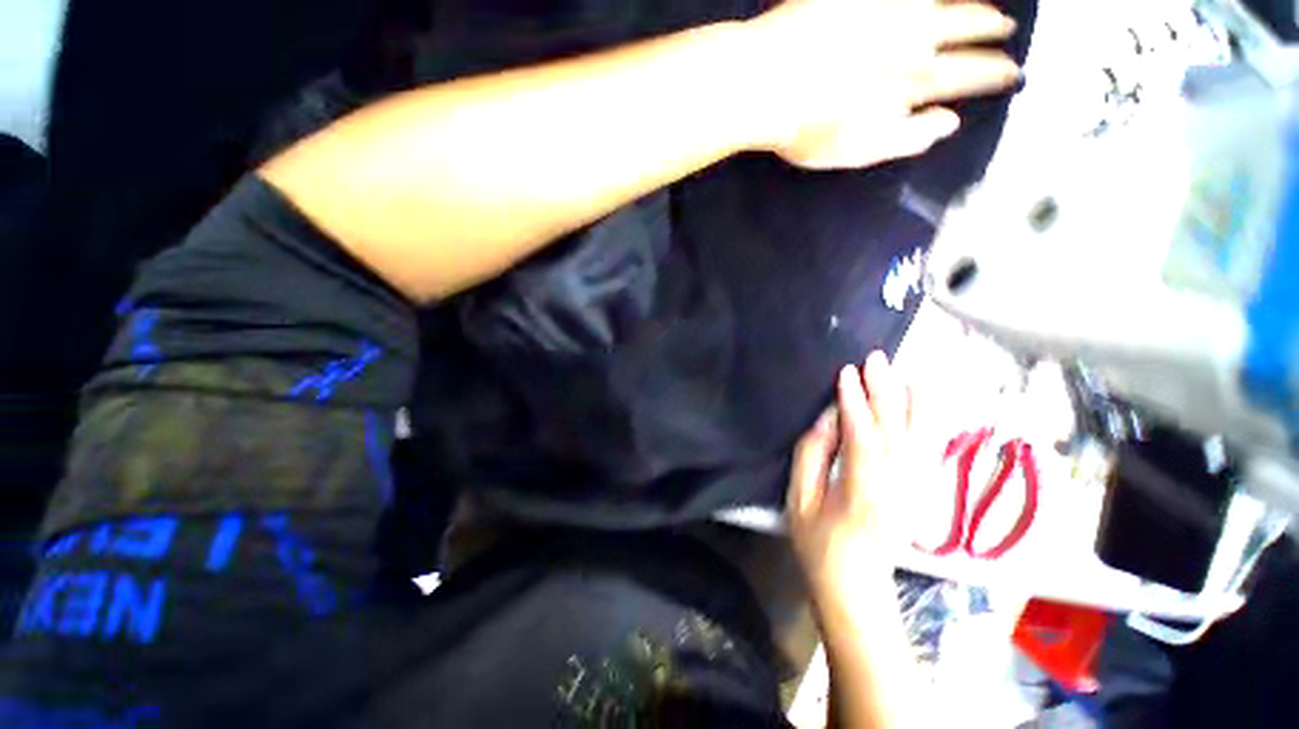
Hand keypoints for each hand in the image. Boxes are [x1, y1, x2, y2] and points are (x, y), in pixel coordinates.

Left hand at [747, 0, 1021, 168]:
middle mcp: (912, 37)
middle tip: (1007, 30)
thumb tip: (949, 122)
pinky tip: (929, 2)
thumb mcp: (858, 150)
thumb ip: (907, 138)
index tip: (1012, 71)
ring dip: (970, 6)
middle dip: (991, 33)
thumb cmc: (806, 128)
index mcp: (912, 82)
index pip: (968, 75)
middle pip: (964, 30)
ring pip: (943, 2)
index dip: (994, 73)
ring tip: (987, 9)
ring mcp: (888, 8)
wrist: (764, 83)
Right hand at [789, 352, 913, 598]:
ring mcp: (915, 491)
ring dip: (907, 400)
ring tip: (898, 370)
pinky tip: (919, 398)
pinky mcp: (920, 490)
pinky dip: (923, 419)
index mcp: (863, 496)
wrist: (857, 586)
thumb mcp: (799, 500)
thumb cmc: (818, 544)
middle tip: (874, 360)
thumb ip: (811, 456)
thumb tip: (827, 419)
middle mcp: (898, 490)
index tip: (846, 374)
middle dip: (884, 392)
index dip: (855, 405)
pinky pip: (924, 447)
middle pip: (895, 432)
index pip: (863, 441)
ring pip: (916, 437)